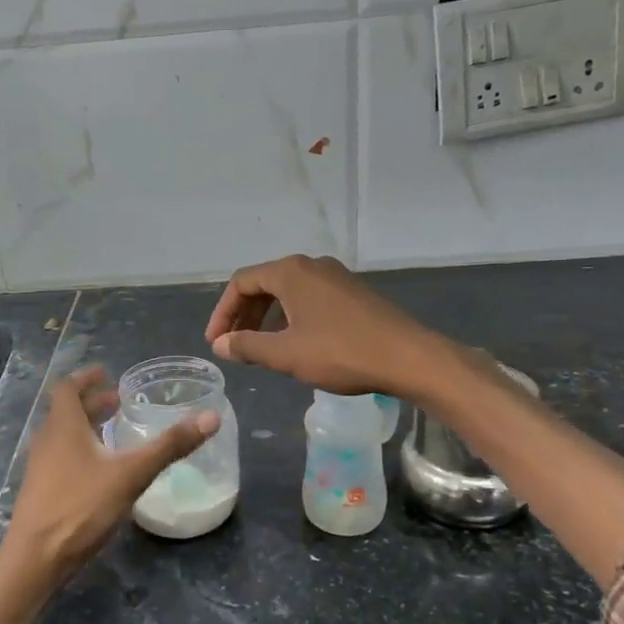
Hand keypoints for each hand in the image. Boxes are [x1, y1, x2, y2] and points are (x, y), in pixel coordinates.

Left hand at [0, 366, 219, 590]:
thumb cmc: (80, 507)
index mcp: (63, 426)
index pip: (67, 388)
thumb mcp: (131, 474)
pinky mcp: (41, 491)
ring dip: (86, 427)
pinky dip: (81, 450)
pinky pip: (61, 457)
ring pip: (63, 435)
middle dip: (92, 403)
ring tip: (113, 431)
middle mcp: (47, 440)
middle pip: (66, 411)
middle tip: (119, 402)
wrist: (35, 560)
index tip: (107, 373)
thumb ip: (170, 446)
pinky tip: (101, 471)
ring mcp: (40, 468)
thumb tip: (211, 417)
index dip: (86, 378)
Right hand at [205, 254, 457, 400]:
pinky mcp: (352, 293)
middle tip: (233, 345)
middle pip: (264, 284)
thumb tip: (220, 344)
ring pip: (288, 292)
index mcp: (291, 272)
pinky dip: (291, 317)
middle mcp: (312, 266)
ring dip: (267, 318)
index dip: (222, 312)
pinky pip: (309, 298)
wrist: (408, 357)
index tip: (216, 342)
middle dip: (243, 315)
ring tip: (259, 348)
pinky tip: (294, 344)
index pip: (242, 282)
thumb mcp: (286, 354)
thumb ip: (247, 346)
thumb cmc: (341, 352)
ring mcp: (335, 277)